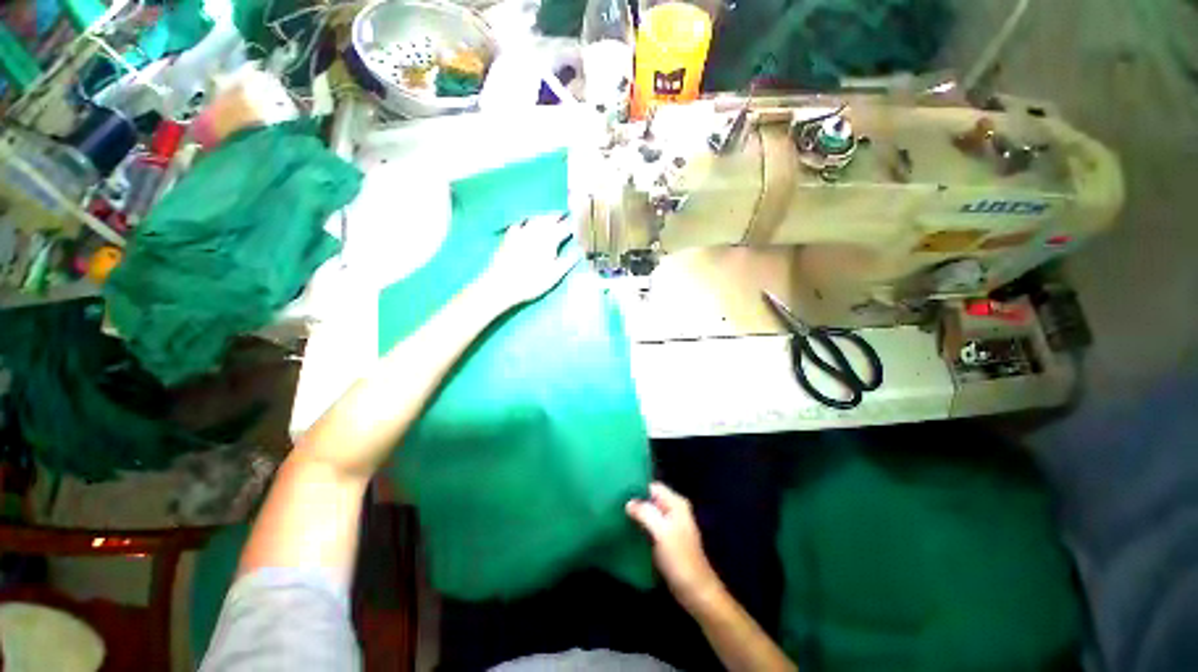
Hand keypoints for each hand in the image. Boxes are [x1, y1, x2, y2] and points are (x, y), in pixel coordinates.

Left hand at [481, 214, 579, 306]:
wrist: (502, 284)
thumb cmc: (532, 281)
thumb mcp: (555, 275)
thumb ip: (569, 260)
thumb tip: (581, 249)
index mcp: (550, 239)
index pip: (565, 227)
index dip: (573, 224)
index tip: (579, 221)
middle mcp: (536, 232)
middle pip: (549, 219)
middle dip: (558, 216)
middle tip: (564, 214)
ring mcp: (521, 233)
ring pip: (535, 219)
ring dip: (543, 216)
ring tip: (548, 217)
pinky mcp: (508, 238)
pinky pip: (518, 224)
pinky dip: (525, 222)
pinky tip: (524, 224)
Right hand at [627, 482, 722, 609]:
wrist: (695, 592)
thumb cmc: (680, 559)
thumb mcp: (662, 532)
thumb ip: (645, 513)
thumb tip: (629, 502)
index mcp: (676, 504)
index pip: (653, 487)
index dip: (637, 488)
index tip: (619, 493)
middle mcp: (673, 510)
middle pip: (650, 499)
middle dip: (635, 502)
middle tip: (615, 505)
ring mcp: (670, 526)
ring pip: (648, 513)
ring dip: (636, 515)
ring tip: (616, 515)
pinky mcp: (665, 540)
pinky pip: (649, 526)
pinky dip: (639, 527)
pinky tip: (626, 530)